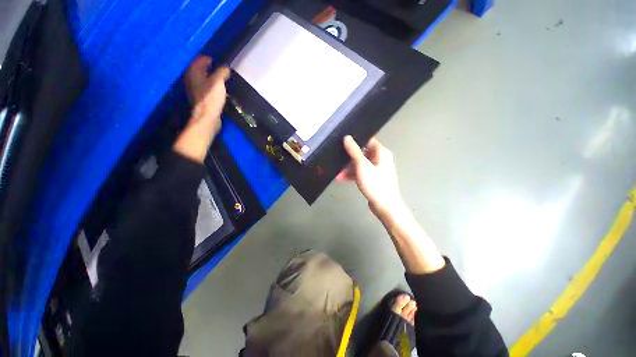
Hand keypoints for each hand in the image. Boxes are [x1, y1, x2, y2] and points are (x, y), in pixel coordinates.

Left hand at [173, 55, 229, 162]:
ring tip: (218, 77)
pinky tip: (216, 88)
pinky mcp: (200, 98)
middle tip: (217, 67)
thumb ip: (221, 73)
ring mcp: (194, 89)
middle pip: (199, 69)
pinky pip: (204, 87)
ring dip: (208, 76)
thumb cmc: (211, 98)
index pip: (199, 60)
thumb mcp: (218, 82)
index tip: (215, 59)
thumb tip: (226, 67)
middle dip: (207, 67)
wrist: (207, 117)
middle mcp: (191, 79)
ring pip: (201, 78)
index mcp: (194, 73)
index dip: (207, 58)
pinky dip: (209, 84)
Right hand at [336, 136, 403, 215]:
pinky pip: (360, 173)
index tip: (342, 140)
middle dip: (348, 157)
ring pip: (359, 164)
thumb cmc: (375, 184)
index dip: (356, 140)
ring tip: (336, 171)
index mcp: (381, 153)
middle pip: (362, 153)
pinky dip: (352, 175)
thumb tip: (347, 137)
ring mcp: (376, 170)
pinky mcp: (372, 179)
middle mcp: (379, 159)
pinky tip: (340, 178)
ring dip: (348, 168)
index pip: (367, 140)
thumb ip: (354, 151)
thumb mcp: (362, 166)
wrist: (384, 206)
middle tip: (336, 157)